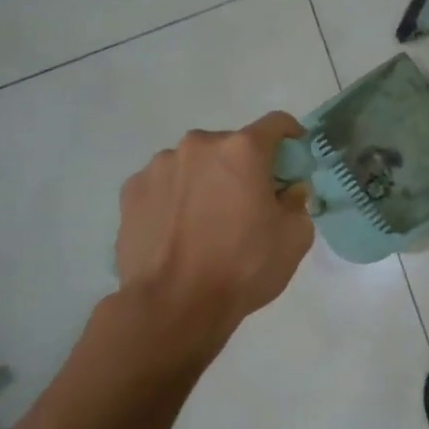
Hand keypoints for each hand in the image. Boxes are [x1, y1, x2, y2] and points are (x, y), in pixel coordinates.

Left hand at [114, 111, 314, 340]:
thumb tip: (288, 190)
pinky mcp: (131, 190)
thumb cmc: (243, 266)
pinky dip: (177, 197)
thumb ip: (298, 202)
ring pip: (195, 163)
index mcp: (242, 150)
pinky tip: (180, 230)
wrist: (173, 304)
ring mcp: (159, 166)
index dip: (291, 136)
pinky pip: (165, 184)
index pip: (276, 123)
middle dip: (244, 166)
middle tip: (249, 201)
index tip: (294, 156)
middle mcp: (198, 146)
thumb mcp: (295, 237)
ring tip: (208, 221)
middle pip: (231, 145)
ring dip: (207, 180)